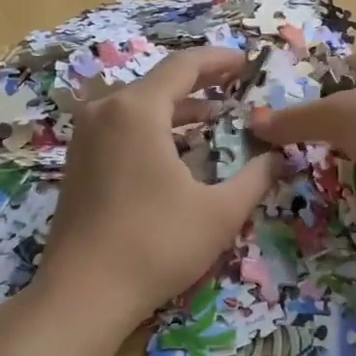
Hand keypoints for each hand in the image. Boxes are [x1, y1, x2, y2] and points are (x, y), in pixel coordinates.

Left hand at [36, 47, 280, 334]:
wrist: (83, 294)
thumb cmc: (156, 245)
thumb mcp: (219, 212)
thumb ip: (255, 177)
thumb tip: (277, 157)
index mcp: (136, 110)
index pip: (184, 66)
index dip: (219, 60)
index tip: (247, 62)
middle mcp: (105, 111)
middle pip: (159, 82)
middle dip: (201, 84)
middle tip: (236, 87)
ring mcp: (85, 136)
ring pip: (139, 106)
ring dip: (178, 109)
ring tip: (216, 119)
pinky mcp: (78, 161)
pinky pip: (122, 127)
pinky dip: (155, 129)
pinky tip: (179, 150)